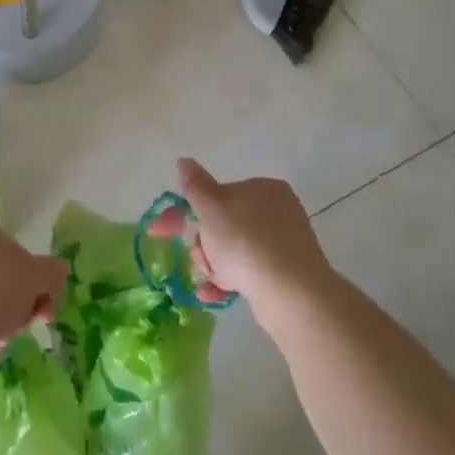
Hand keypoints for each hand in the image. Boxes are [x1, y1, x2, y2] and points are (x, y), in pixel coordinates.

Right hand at [177, 159, 342, 331]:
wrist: (289, 292)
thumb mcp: (212, 207)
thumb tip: (184, 161)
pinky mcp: (285, 273)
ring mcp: (283, 243)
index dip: (189, 211)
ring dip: (215, 264)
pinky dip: (228, 280)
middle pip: (224, 224)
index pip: (219, 194)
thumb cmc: (245, 241)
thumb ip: (195, 185)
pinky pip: (248, 272)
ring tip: (213, 278)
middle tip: (203, 258)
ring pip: (233, 250)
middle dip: (205, 244)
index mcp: (263, 188)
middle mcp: (277, 211)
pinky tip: (212, 293)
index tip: (164, 231)